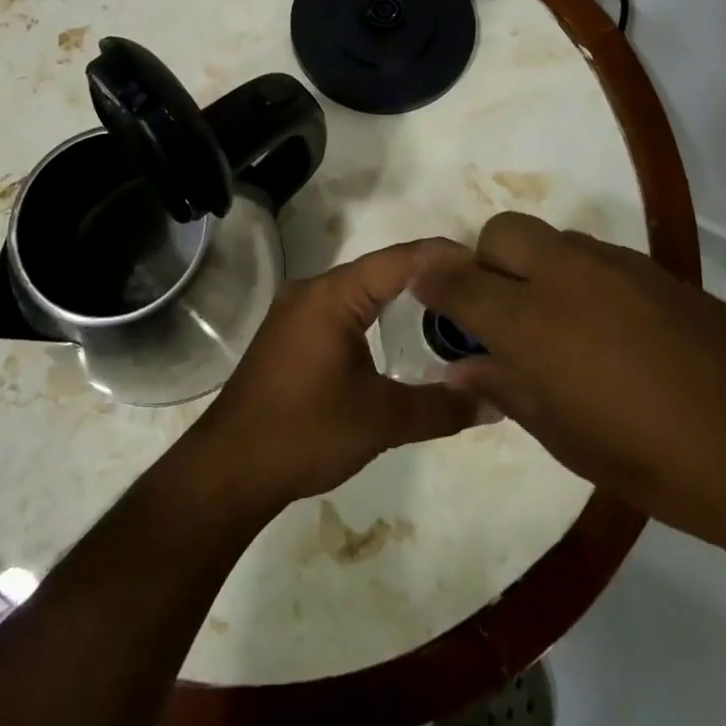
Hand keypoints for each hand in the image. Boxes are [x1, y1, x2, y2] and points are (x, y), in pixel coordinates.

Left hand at [189, 240, 483, 515]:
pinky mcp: (289, 334)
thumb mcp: (381, 421)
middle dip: (427, 277)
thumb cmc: (305, 433)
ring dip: (400, 297)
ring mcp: (296, 311)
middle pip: (380, 270)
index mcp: (333, 295)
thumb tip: (496, 403)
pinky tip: (398, 335)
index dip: (444, 257)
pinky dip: (375, 314)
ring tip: (447, 311)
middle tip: (475, 292)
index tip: (486, 264)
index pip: (400, 260)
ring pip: (359, 290)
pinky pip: (342, 309)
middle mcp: (312, 290)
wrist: (229, 468)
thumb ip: (441, 408)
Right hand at [411, 213, 725, 555]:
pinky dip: (579, 277)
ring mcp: (616, 265)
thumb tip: (460, 367)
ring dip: (534, 268)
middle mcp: (566, 274)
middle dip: (486, 261)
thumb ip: (506, 390)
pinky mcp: (658, 270)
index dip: (431, 280)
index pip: (456, 278)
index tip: (424, 294)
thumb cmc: (658, 463)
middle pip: (502, 232)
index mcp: (532, 320)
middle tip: (500, 314)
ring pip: (551, 239)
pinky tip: (610, 330)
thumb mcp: (567, 441)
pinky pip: (595, 256)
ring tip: (558, 326)